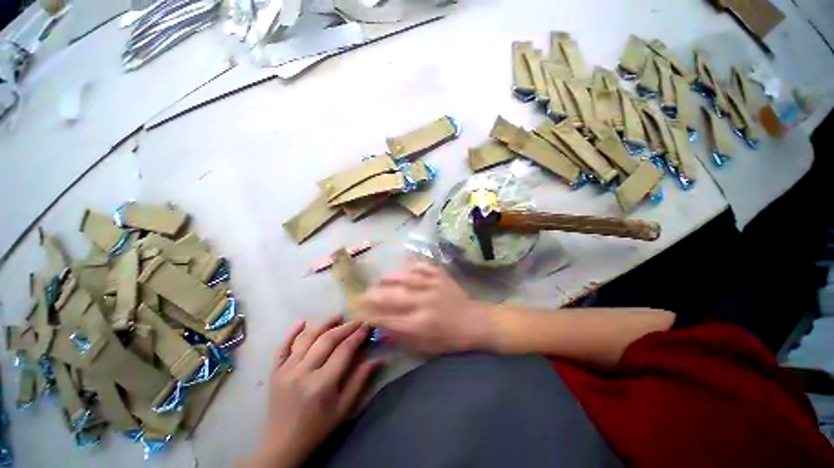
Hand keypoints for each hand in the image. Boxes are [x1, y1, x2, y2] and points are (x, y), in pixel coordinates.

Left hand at [251, 317, 382, 467]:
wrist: (282, 445)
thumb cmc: (318, 427)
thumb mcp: (344, 408)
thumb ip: (360, 380)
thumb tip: (379, 359)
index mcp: (322, 384)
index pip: (344, 350)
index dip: (357, 335)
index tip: (367, 325)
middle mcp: (303, 372)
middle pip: (327, 340)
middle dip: (345, 327)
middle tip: (357, 320)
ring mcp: (286, 370)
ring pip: (307, 339)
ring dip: (324, 324)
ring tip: (338, 316)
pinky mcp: (275, 372)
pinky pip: (282, 347)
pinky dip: (292, 333)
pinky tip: (303, 321)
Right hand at [353, 261, 494, 354]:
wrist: (474, 322)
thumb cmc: (448, 339)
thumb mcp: (424, 347)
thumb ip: (400, 336)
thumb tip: (379, 326)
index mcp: (418, 325)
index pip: (386, 318)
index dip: (369, 314)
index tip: (357, 312)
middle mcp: (423, 303)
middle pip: (390, 296)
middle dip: (371, 296)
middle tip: (362, 295)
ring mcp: (432, 286)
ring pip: (403, 278)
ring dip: (387, 279)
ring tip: (379, 281)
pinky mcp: (439, 275)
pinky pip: (420, 266)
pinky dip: (409, 266)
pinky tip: (402, 269)